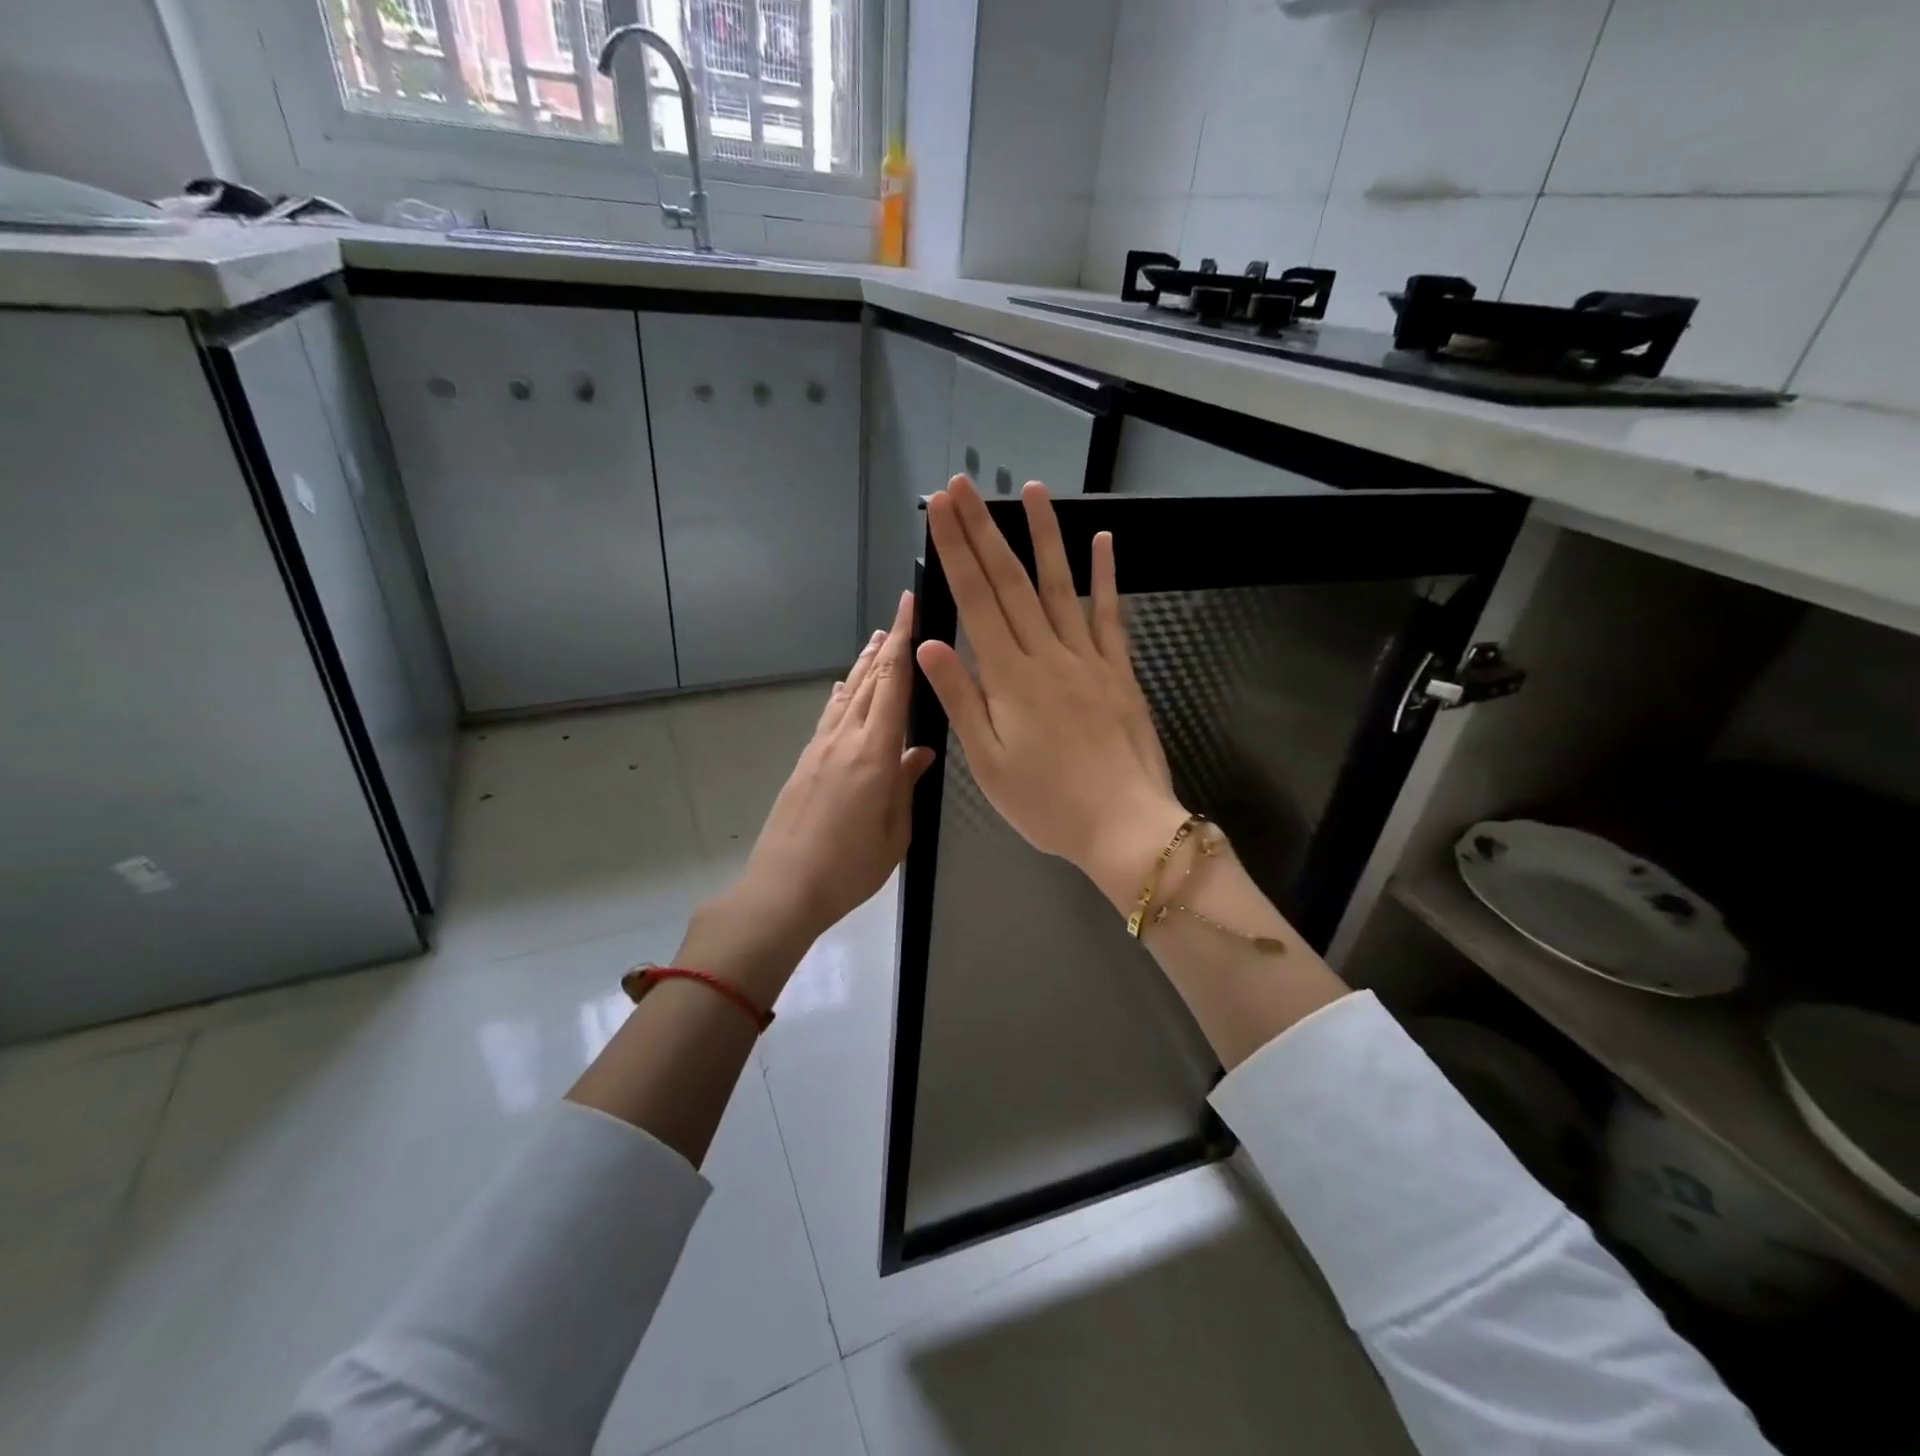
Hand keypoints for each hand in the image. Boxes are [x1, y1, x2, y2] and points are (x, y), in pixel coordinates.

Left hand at [716, 590, 936, 970]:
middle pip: (869, 681)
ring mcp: (820, 749)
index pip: (893, 683)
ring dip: (864, 665)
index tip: (909, 605)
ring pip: (847, 695)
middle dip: (887, 646)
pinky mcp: (805, 763)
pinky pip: (829, 716)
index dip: (904, 641)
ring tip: (877, 642)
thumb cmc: (849, 868)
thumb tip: (920, 752)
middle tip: (900, 617)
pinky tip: (844, 689)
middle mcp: (846, 740)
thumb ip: (906, 785)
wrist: (783, 889)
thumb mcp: (895, 832)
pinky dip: (842, 695)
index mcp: (875, 754)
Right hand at [915, 474, 1185, 912]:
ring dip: (1044, 536)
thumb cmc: (1047, 803)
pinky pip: (1111, 615)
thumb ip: (960, 699)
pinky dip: (1106, 576)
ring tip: (1032, 490)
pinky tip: (1102, 541)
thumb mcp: (988, 763)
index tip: (941, 509)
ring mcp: (1088, 658)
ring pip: (1060, 586)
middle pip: (1011, 582)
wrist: (1125, 825)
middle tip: (965, 485)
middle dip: (984, 530)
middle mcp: (1048, 655)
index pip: (976, 601)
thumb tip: (928, 644)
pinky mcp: (1119, 670)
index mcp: (1009, 678)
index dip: (956, 551)